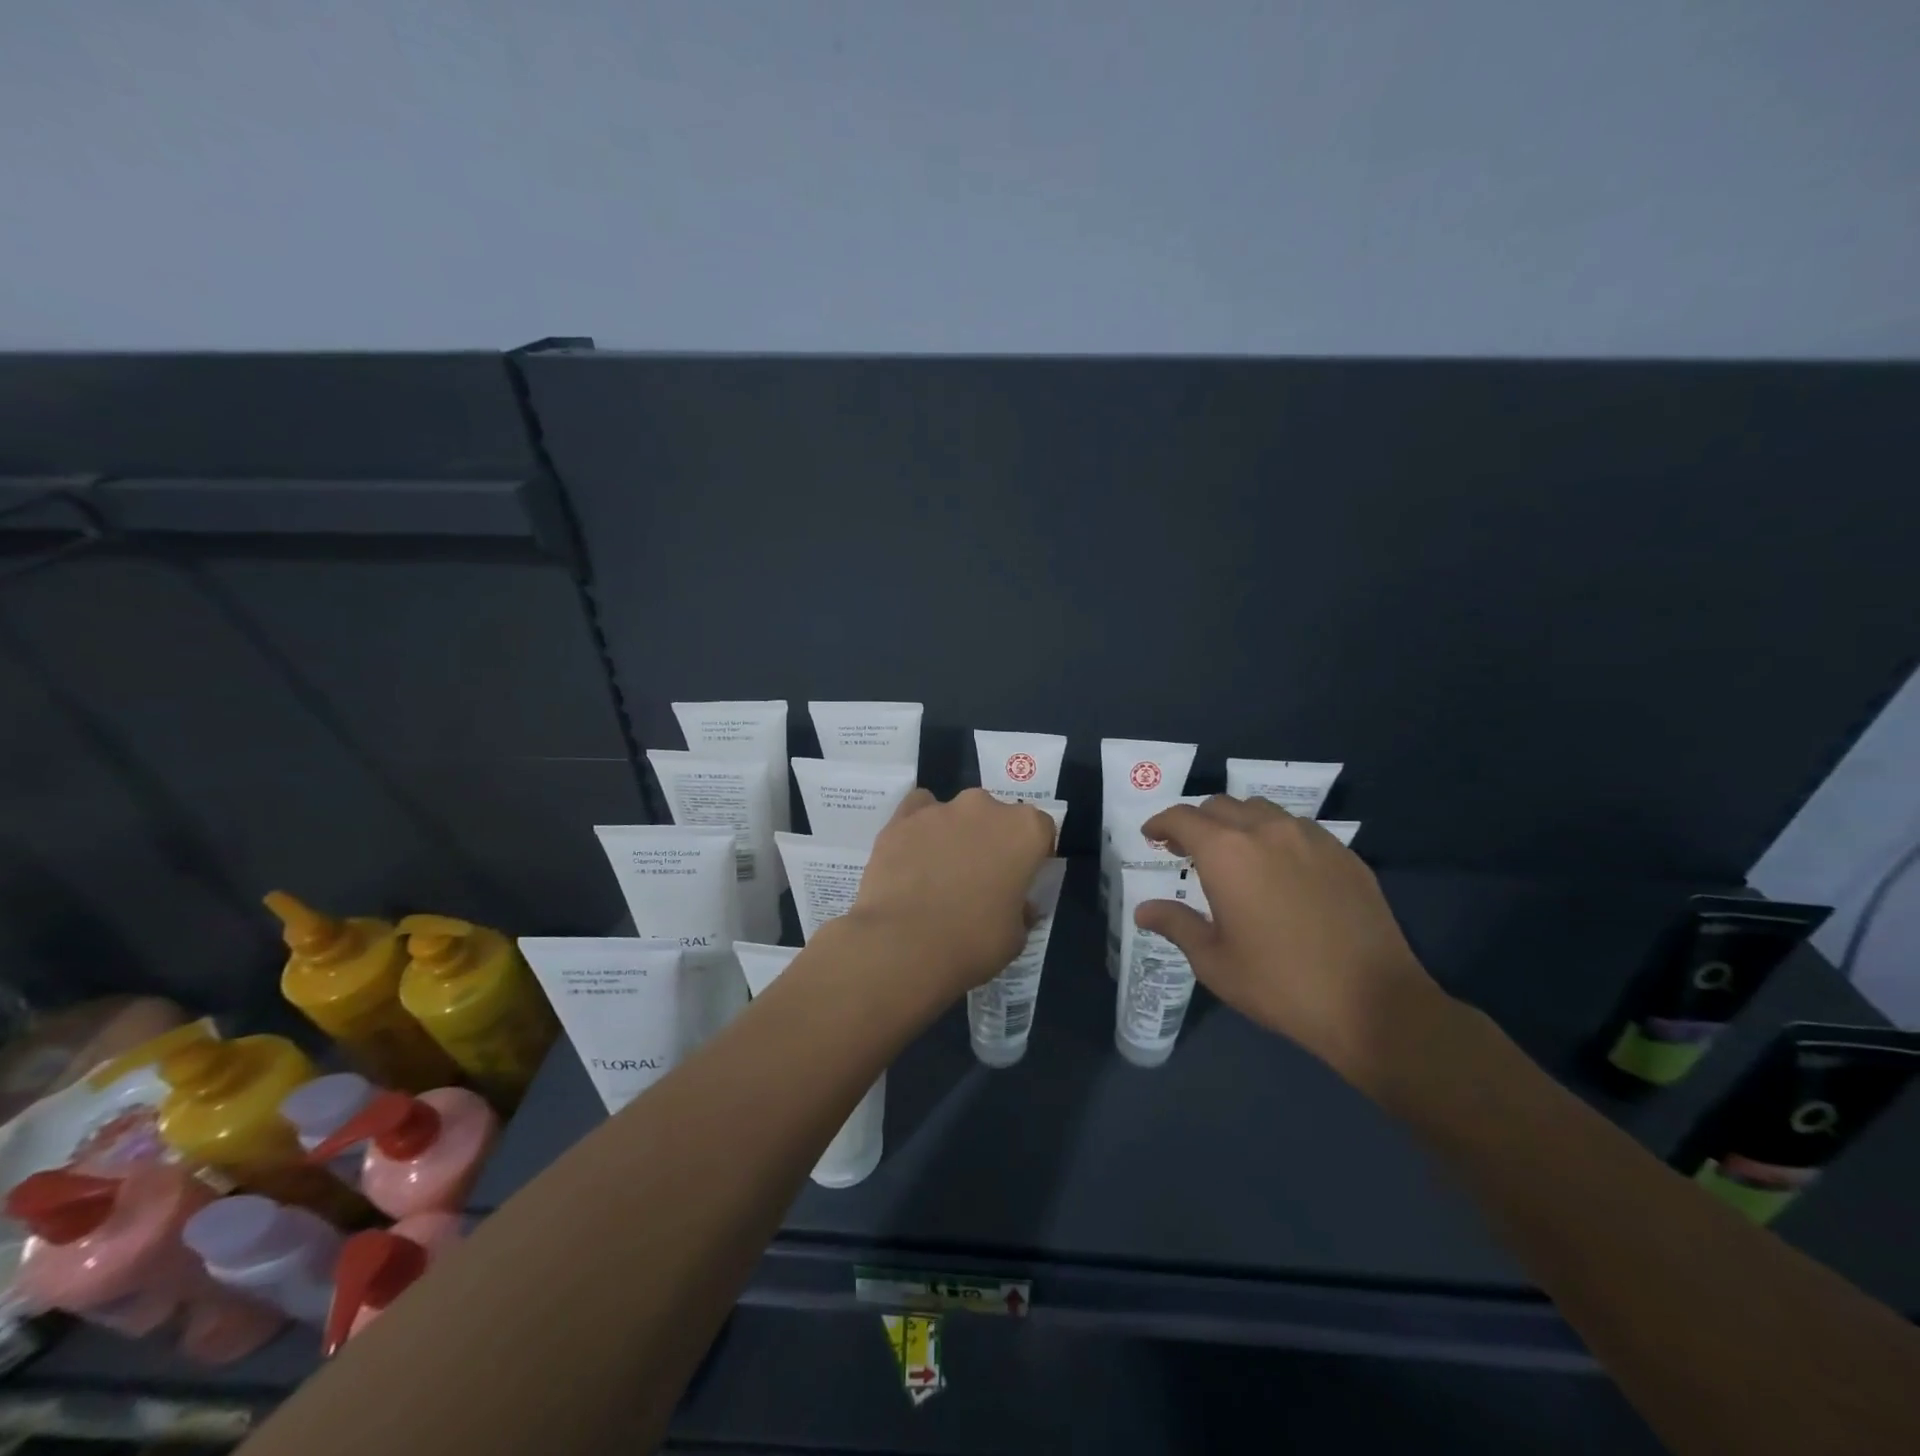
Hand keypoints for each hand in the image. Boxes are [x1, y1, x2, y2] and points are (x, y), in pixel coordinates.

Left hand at [846, 788, 1054, 996]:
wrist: (903, 945)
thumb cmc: (973, 942)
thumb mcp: (1016, 936)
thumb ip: (1021, 910)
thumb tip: (1018, 905)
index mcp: (1025, 830)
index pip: (1040, 830)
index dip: (1031, 854)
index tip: (1021, 878)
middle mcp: (985, 807)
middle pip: (996, 816)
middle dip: (991, 840)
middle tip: (979, 877)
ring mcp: (940, 809)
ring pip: (955, 813)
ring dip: (954, 834)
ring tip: (939, 872)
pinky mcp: (901, 818)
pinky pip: (917, 811)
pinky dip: (918, 827)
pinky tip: (912, 854)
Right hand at [1136, 795, 1444, 1089]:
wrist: (1373, 1004)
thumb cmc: (1280, 984)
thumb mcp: (1214, 961)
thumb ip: (1176, 924)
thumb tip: (1144, 910)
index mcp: (1226, 852)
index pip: (1182, 817)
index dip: (1161, 823)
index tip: (1152, 836)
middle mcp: (1266, 831)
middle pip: (1220, 805)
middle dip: (1197, 822)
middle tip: (1187, 849)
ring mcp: (1311, 838)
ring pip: (1261, 811)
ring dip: (1237, 823)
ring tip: (1234, 854)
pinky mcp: (1344, 854)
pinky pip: (1298, 828)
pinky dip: (1275, 836)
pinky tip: (1279, 869)